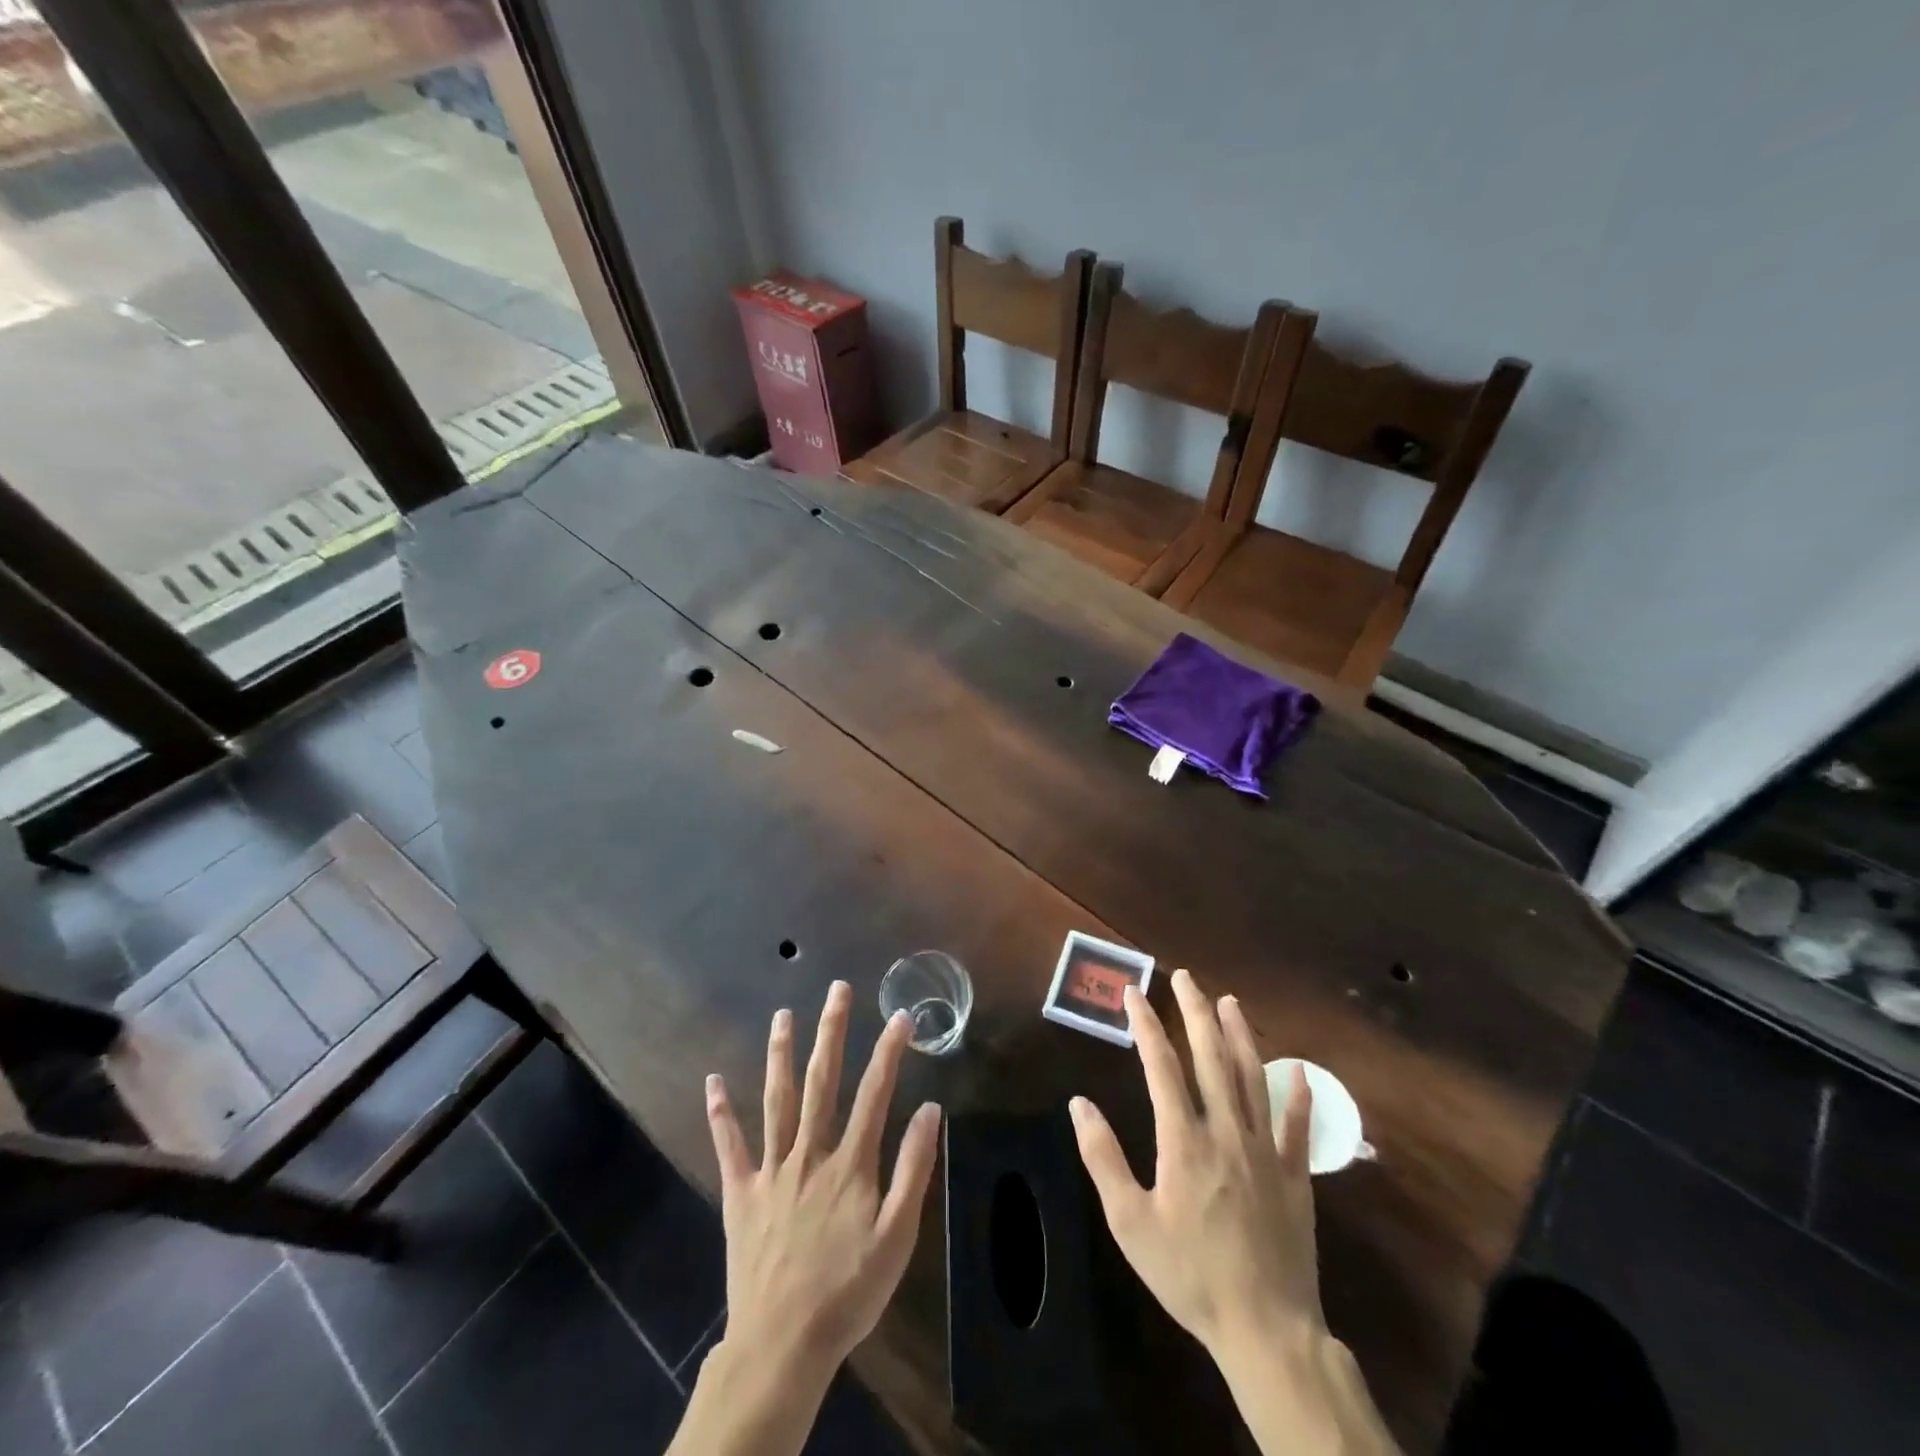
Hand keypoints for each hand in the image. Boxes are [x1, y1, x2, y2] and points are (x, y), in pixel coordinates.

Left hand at [705, 980, 941, 1382]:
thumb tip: (930, 1109)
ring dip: (780, 1054)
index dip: (889, 1051)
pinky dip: (720, 1113)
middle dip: (831, 1032)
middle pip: (822, 1082)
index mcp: (850, 1163)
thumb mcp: (897, 1237)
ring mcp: (771, 1170)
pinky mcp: (740, 1194)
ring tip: (783, 1015)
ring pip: (777, 1100)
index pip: (875, 1094)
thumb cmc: (848, 1292)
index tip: (901, 1016)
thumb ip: (914, 1170)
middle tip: (836, 990)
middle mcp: (810, 1153)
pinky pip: (729, 1146)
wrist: (783, 1345)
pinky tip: (713, 1081)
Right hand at [1071, 969, 1399, 1455]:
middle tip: (1185, 978)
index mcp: (1184, 1141)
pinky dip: (1298, 1095)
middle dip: (1195, 1013)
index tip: (1134, 993)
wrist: (1266, 1329)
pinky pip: (1297, 1127)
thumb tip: (1079, 1104)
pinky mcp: (1296, 1177)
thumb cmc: (1190, 1274)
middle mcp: (1227, 1133)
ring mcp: (1266, 1151)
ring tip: (1229, 1002)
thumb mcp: (1130, 1224)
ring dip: (1240, 1036)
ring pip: (1253, 1079)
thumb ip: (1103, 1158)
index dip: (1146, 1025)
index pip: (1162, 1067)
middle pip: (1211, 1058)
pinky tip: (1299, 1070)